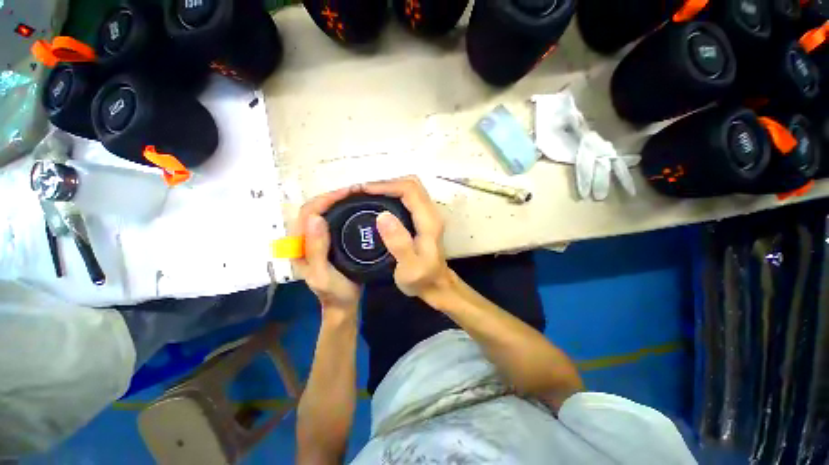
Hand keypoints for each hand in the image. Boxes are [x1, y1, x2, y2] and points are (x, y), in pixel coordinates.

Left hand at [292, 187, 361, 318]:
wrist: (343, 304)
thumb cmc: (334, 293)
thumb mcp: (323, 275)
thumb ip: (316, 250)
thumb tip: (316, 218)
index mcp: (298, 245)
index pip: (308, 212)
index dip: (326, 199)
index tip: (348, 193)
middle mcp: (304, 238)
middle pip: (314, 208)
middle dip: (332, 196)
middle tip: (356, 192)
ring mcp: (316, 239)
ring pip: (323, 212)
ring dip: (337, 201)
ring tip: (356, 196)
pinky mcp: (328, 241)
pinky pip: (333, 220)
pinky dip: (342, 210)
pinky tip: (354, 208)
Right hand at [362, 176, 454, 307]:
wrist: (436, 286)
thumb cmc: (422, 279)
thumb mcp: (409, 268)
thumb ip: (399, 243)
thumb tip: (382, 215)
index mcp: (429, 221)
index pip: (409, 190)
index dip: (386, 185)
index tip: (363, 190)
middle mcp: (431, 213)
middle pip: (411, 184)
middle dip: (386, 183)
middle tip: (362, 191)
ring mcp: (428, 214)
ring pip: (410, 189)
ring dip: (388, 187)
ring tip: (366, 195)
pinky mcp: (422, 218)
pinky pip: (407, 198)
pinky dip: (392, 195)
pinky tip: (378, 204)